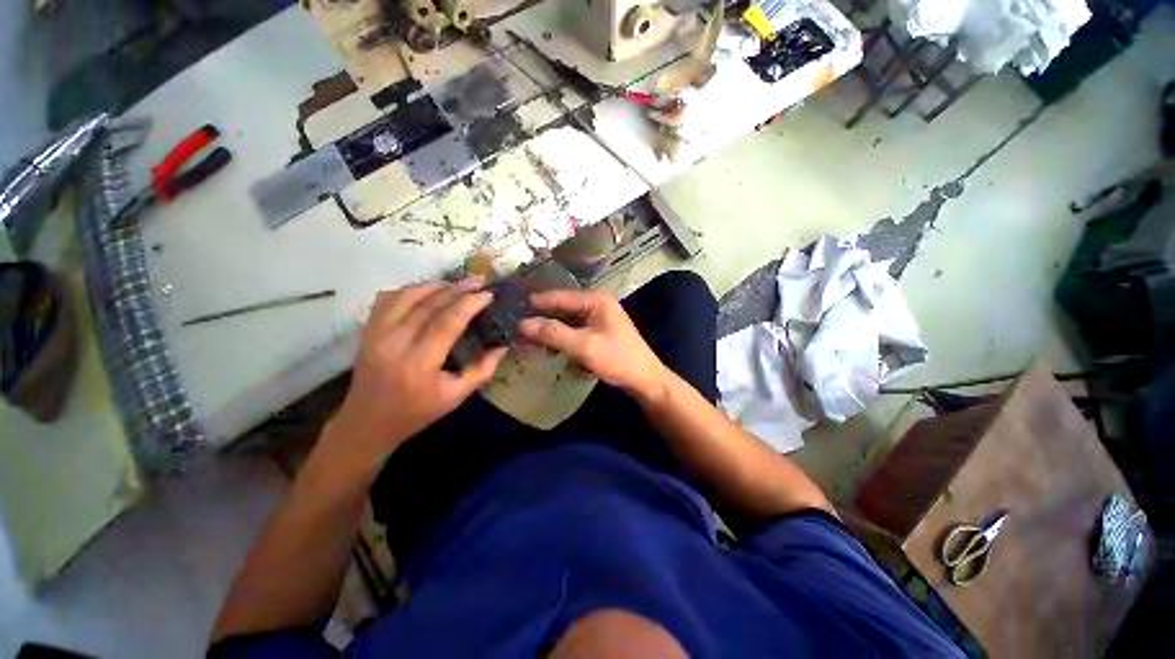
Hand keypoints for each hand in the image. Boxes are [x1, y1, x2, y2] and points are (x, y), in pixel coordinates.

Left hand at [325, 278, 506, 466]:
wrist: (366, 423)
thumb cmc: (415, 413)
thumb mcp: (455, 397)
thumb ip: (482, 370)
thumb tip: (502, 346)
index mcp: (420, 363)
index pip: (448, 322)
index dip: (470, 304)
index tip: (488, 294)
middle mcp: (395, 343)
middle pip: (429, 304)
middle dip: (457, 288)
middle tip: (478, 280)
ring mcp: (375, 334)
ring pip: (406, 296)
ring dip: (434, 285)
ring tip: (456, 282)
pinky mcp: (366, 331)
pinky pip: (386, 300)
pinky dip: (408, 290)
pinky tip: (425, 291)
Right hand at [519, 289, 668, 399]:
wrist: (644, 379)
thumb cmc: (617, 359)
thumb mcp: (584, 346)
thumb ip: (553, 333)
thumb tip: (521, 323)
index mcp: (596, 299)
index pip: (559, 297)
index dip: (535, 304)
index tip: (511, 309)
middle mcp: (595, 303)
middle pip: (561, 308)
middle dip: (540, 319)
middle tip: (514, 328)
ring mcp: (596, 317)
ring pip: (565, 321)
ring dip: (548, 330)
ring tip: (524, 339)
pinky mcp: (596, 331)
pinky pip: (572, 330)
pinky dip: (559, 338)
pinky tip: (545, 347)